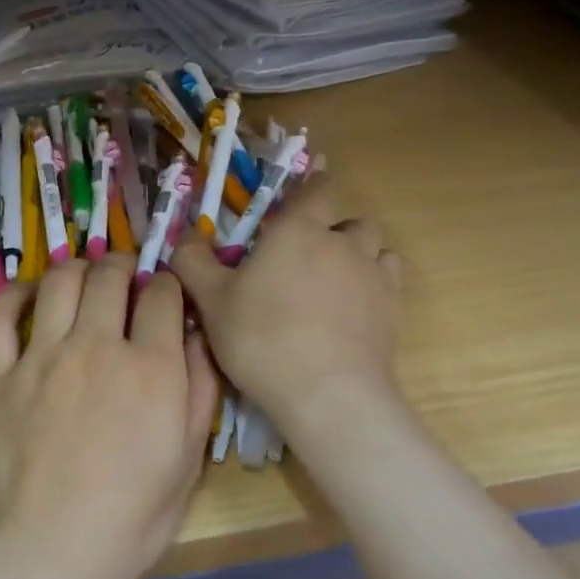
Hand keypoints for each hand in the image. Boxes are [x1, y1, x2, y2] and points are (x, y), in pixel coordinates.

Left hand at [0, 254, 218, 578]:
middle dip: (124, 266)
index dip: (167, 286)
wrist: (51, 549)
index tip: (165, 295)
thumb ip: (200, 390)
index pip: (162, 295)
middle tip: (127, 277)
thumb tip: (195, 337)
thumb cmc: (132, 516)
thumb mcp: (189, 460)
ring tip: (86, 277)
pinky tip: (30, 293)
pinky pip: (0, 316)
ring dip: (78, 268)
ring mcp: (43, 357)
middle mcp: (96, 347)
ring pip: (60, 281)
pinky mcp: (2, 374)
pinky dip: (15, 294)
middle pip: (110, 275)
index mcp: (151, 368)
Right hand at [171, 179, 403, 437]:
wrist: (328, 394)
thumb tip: (186, 236)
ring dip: (358, 254)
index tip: (303, 194)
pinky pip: (388, 279)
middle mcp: (342, 241)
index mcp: (298, 229)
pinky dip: (374, 282)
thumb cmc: (262, 337)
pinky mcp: (393, 309)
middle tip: (304, 257)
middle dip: (331, 230)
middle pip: (348, 220)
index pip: (317, 188)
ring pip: (374, 247)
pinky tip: (354, 306)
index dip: (312, 184)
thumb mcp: (211, 300)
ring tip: (334, 281)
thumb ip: (193, 261)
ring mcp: (373, 275)